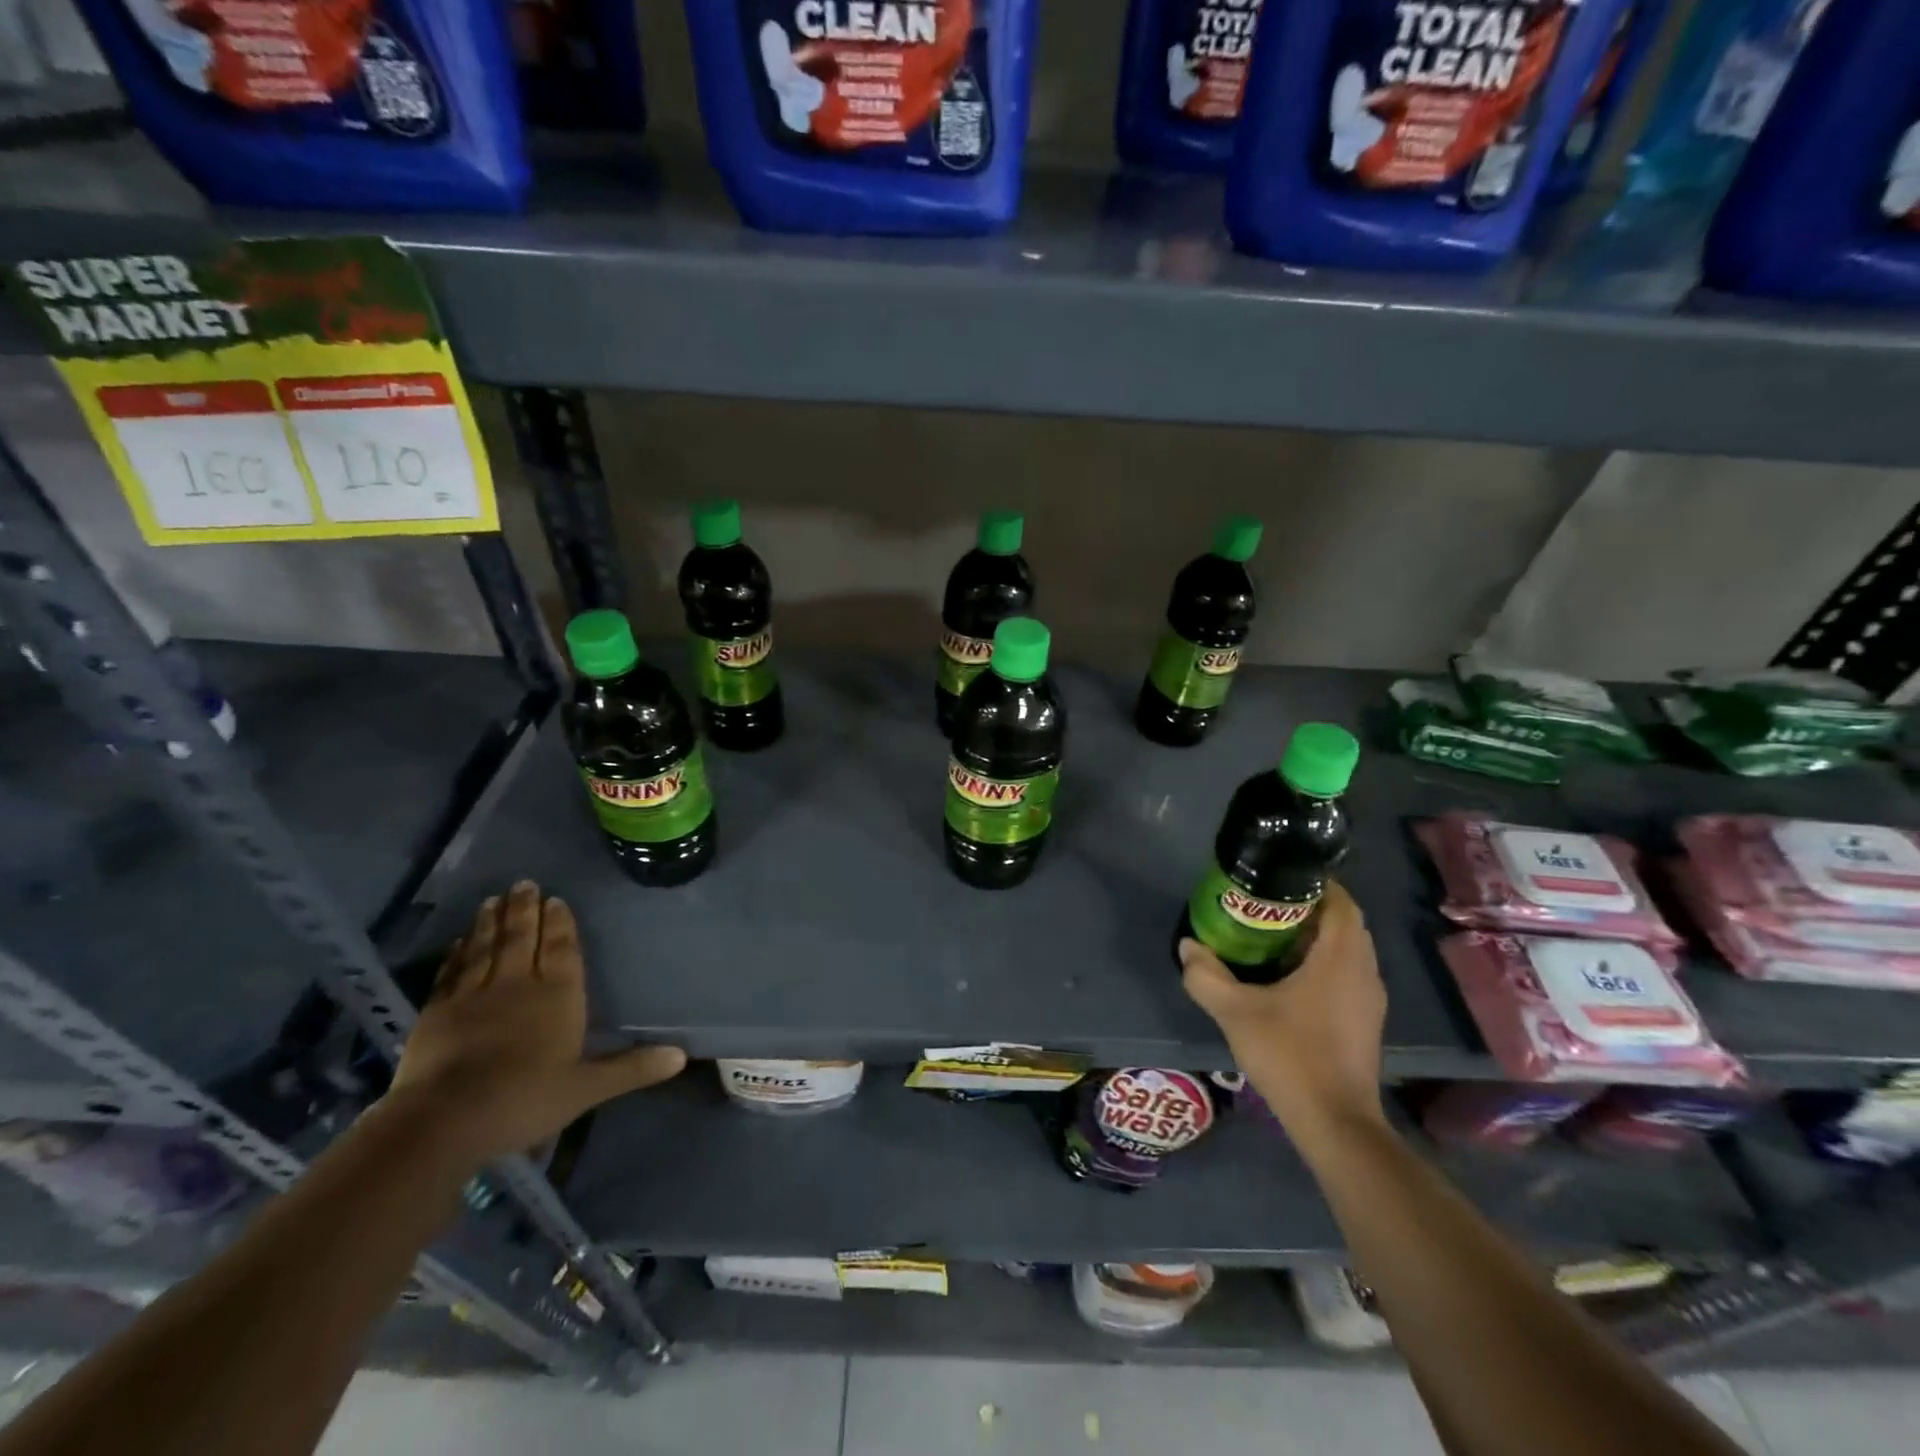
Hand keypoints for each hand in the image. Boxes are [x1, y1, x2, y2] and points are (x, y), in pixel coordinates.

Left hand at [387, 881, 685, 1163]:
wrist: (444, 1119)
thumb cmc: (525, 1099)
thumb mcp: (587, 1088)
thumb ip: (632, 1068)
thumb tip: (681, 1056)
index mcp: (557, 995)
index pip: (561, 949)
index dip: (560, 924)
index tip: (556, 899)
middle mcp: (517, 984)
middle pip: (522, 938)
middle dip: (525, 910)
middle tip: (524, 884)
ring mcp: (473, 995)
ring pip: (486, 948)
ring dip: (491, 922)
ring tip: (494, 899)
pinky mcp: (437, 1012)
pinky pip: (451, 972)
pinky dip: (457, 954)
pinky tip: (459, 942)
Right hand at [1180, 881, 1386, 1145]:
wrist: (1335, 1123)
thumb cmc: (1290, 1055)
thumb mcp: (1235, 1012)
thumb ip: (1206, 976)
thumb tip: (1188, 947)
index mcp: (1340, 957)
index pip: (1341, 901)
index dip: (1314, 884)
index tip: (1278, 878)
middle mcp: (1364, 971)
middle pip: (1344, 923)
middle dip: (1309, 909)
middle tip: (1266, 906)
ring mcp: (1369, 999)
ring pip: (1347, 950)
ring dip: (1316, 938)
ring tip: (1271, 937)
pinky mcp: (1365, 1021)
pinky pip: (1347, 974)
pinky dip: (1322, 964)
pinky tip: (1287, 979)